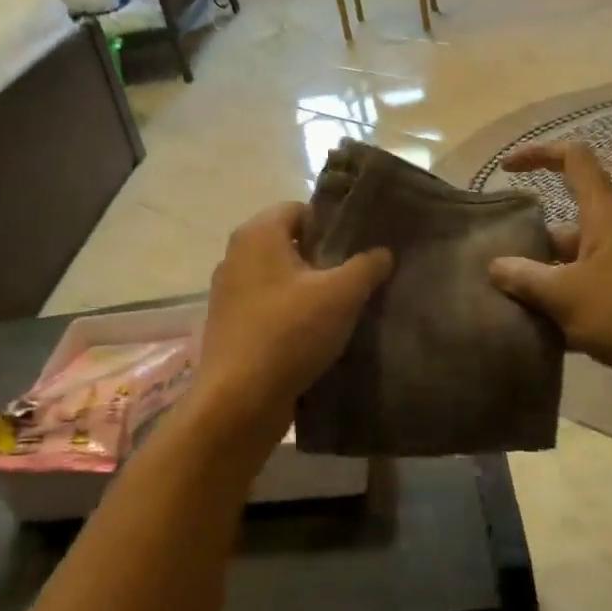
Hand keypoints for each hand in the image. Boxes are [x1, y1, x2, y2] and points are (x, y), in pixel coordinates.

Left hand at [194, 204, 392, 447]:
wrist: (239, 400)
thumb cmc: (289, 333)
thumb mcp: (341, 294)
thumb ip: (367, 265)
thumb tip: (383, 252)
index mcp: (258, 234)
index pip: (300, 209)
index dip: (332, 224)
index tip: (360, 246)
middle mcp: (236, 255)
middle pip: (290, 243)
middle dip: (324, 258)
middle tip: (358, 277)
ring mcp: (229, 291)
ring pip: (280, 277)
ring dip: (308, 288)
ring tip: (343, 307)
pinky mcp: (230, 324)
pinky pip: (268, 306)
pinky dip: (291, 312)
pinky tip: (316, 334)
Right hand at [487, 142, 611, 425]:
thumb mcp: (567, 293)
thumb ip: (526, 277)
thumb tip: (496, 266)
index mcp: (604, 216)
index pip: (574, 160)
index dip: (539, 154)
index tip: (505, 170)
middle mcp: (610, 239)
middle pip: (560, 225)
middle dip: (525, 241)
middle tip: (486, 265)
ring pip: (564, 268)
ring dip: (535, 282)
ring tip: (495, 300)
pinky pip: (576, 302)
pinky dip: (552, 312)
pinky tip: (524, 332)